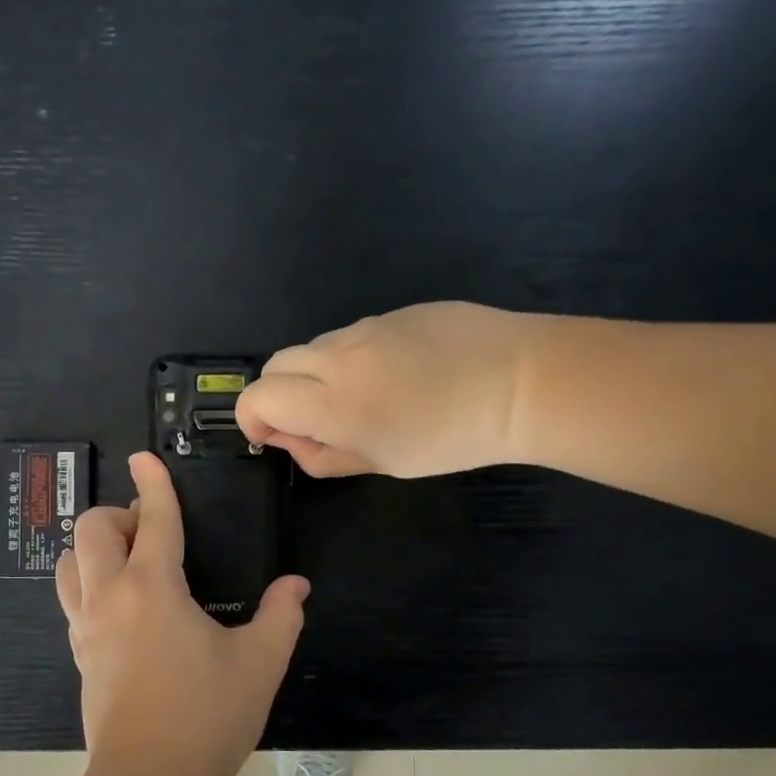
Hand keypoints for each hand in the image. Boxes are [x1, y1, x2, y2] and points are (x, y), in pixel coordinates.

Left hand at [56, 453, 309, 775]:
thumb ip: (280, 616)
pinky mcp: (79, 654)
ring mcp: (86, 627)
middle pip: (91, 530)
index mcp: (152, 588)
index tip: (147, 458)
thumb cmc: (207, 719)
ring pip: (70, 562)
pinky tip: (123, 605)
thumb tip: (296, 585)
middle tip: (154, 533)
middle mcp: (109, 597)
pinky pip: (72, 598)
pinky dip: (90, 581)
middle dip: (119, 514)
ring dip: (95, 548)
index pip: (154, 519)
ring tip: (132, 563)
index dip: (154, 484)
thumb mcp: (259, 664)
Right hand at [237, 302, 551, 477]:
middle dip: (279, 395)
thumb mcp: (382, 463)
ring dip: (314, 375)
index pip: (257, 397)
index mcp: (332, 403)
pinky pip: (351, 335)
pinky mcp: (393, 312)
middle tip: (314, 422)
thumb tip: (290, 441)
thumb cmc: (452, 439)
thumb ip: (324, 456)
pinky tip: (395, 374)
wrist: (522, 382)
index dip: (253, 420)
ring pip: (312, 348)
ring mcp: (365, 328)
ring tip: (361, 398)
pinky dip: (349, 358)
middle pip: (275, 366)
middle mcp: (337, 357)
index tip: (275, 437)